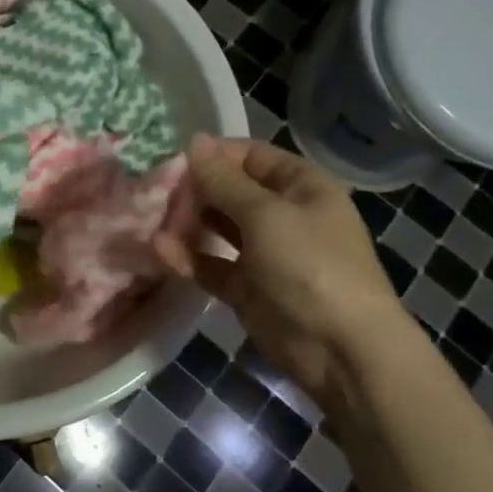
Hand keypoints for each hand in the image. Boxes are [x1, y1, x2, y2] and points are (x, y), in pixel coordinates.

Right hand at [155, 134, 421, 403]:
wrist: (341, 351)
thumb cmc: (310, 266)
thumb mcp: (265, 215)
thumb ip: (224, 180)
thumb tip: (195, 140)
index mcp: (300, 186)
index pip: (250, 156)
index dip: (213, 155)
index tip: (172, 160)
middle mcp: (283, 214)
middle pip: (231, 191)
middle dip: (194, 189)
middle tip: (155, 191)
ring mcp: (265, 253)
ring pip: (218, 228)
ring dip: (187, 222)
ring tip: (151, 218)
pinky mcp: (248, 288)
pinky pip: (213, 264)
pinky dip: (188, 257)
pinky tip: (159, 250)